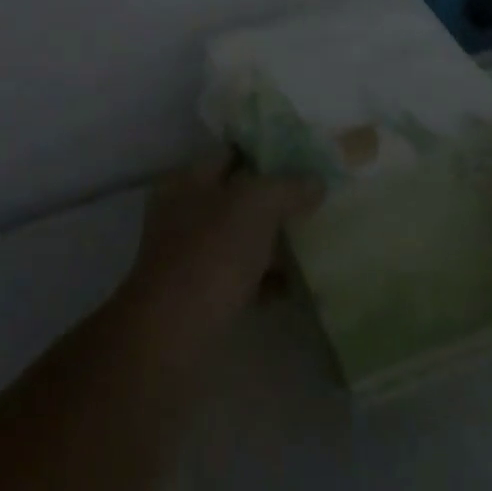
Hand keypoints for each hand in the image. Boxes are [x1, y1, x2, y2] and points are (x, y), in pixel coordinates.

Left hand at [115, 150, 322, 365]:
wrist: (174, 337)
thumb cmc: (211, 255)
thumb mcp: (255, 205)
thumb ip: (287, 187)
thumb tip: (316, 182)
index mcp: (188, 179)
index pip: (232, 153)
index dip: (268, 153)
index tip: (305, 160)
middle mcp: (185, 211)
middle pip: (238, 197)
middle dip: (276, 201)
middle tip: (317, 203)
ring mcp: (191, 256)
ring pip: (241, 238)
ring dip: (274, 243)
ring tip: (315, 244)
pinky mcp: (201, 296)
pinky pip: (242, 277)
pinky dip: (266, 280)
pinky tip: (295, 287)